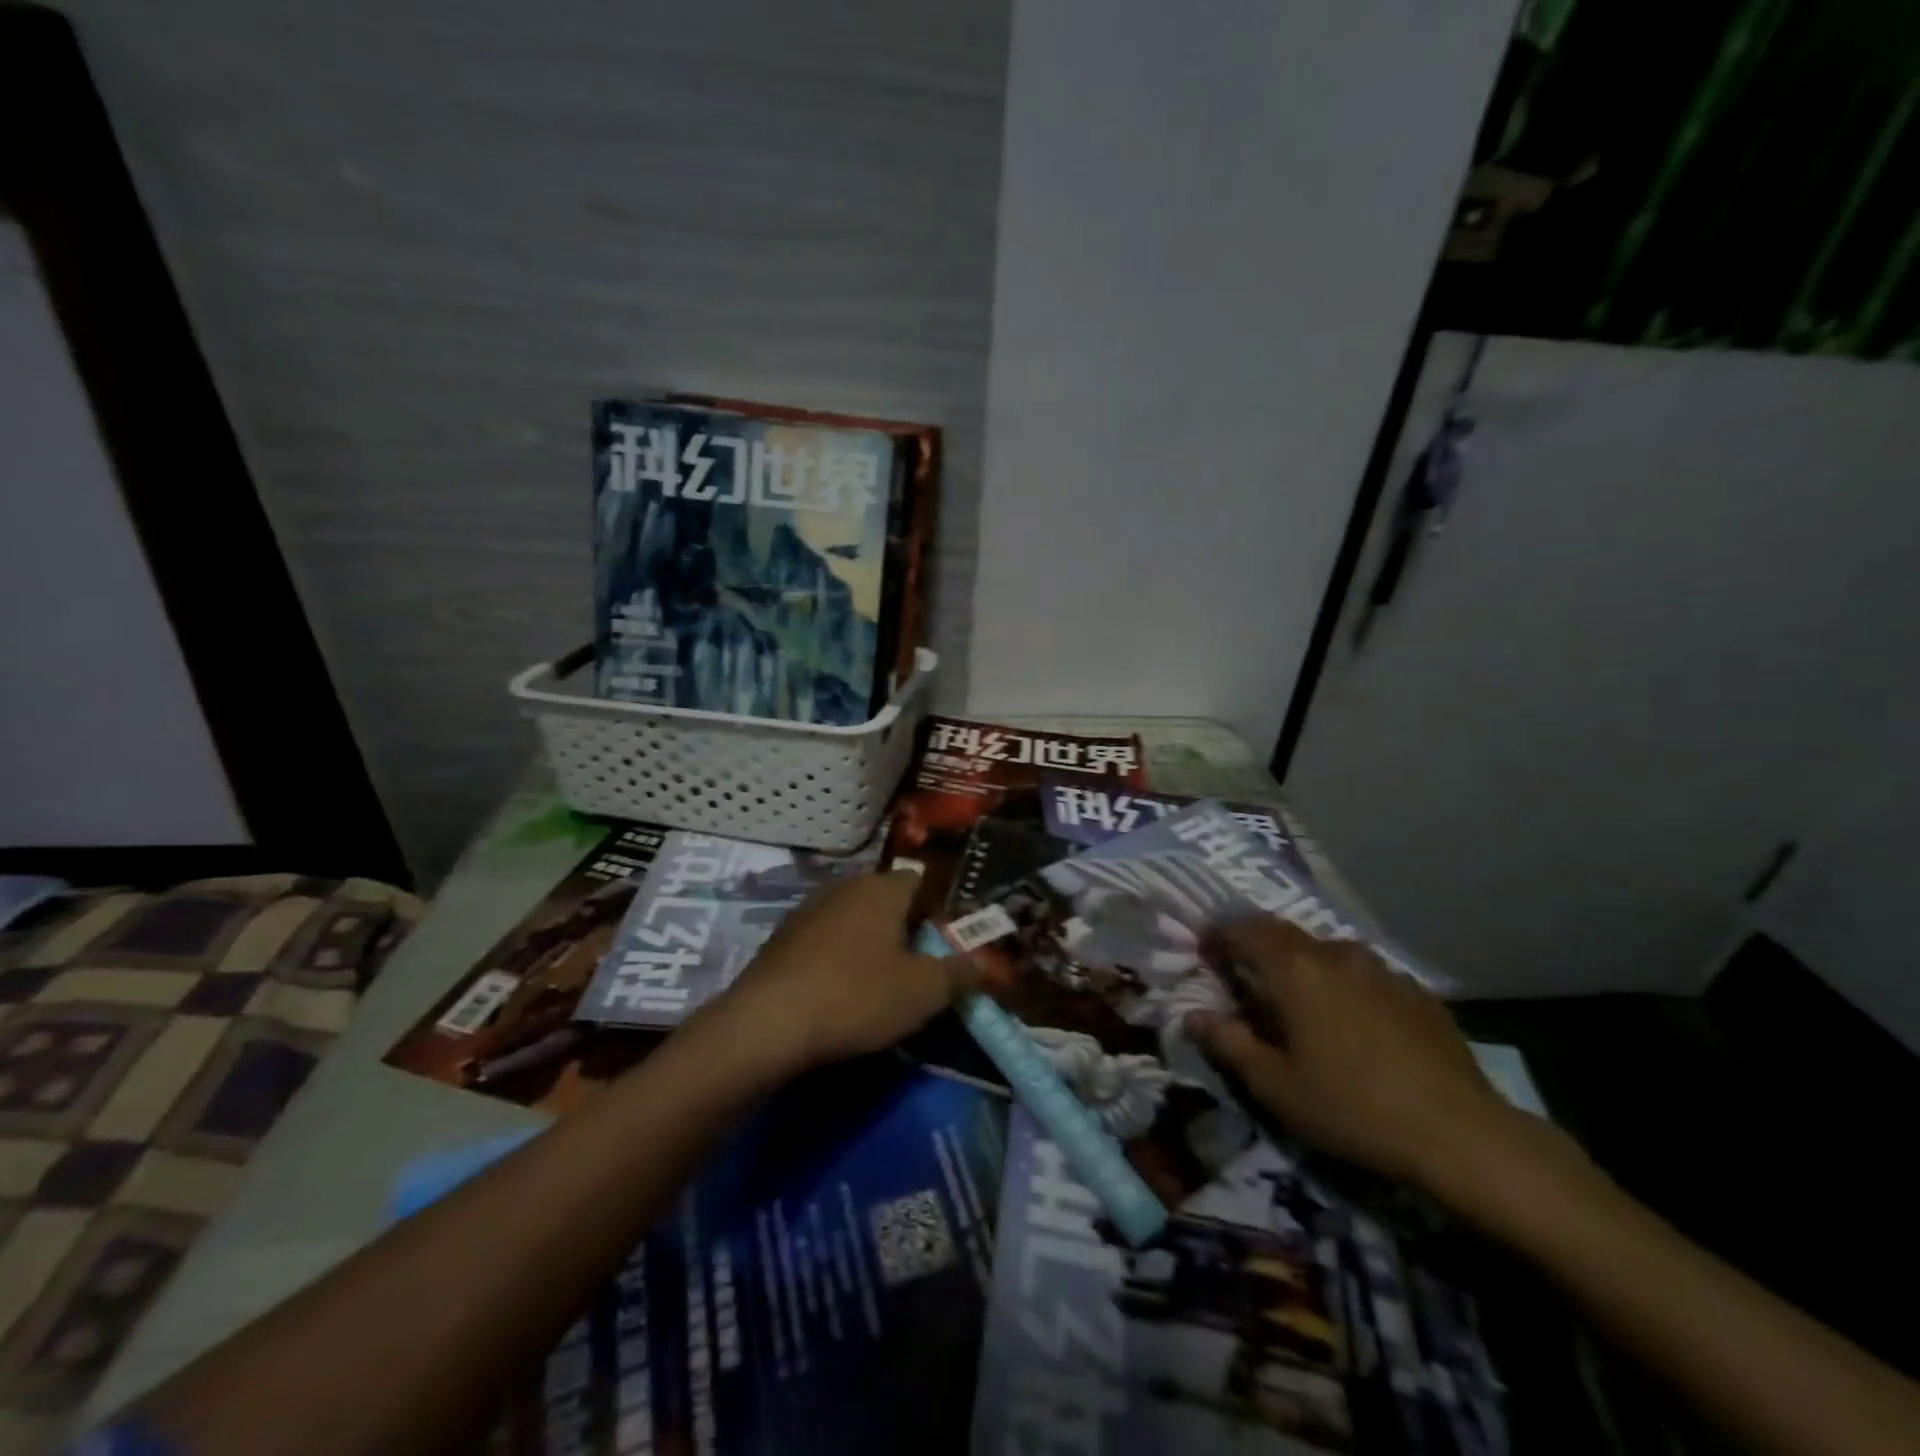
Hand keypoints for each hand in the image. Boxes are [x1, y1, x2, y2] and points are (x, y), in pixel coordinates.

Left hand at [719, 871, 978, 1072]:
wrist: (766, 1024)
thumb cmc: (856, 998)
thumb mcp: (924, 993)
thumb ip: (959, 973)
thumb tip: (983, 962)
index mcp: (882, 888)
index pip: (922, 881)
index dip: (939, 910)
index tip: (946, 944)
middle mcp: (845, 886)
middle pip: (887, 899)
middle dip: (905, 928)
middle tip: (918, 967)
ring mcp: (808, 909)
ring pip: (854, 919)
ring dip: (870, 943)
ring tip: (879, 983)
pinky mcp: (782, 938)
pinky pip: (825, 940)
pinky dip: (838, 958)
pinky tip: (838, 992)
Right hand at [1185, 917, 1519, 1189]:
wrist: (1461, 1135)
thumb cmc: (1352, 1108)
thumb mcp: (1275, 1086)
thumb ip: (1229, 1044)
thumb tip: (1193, 1016)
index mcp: (1294, 969)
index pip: (1242, 930)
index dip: (1217, 936)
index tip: (1204, 953)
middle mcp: (1335, 954)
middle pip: (1283, 933)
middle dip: (1256, 945)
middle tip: (1244, 974)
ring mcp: (1382, 969)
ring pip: (1326, 951)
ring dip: (1302, 964)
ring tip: (1299, 1000)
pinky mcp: (1417, 992)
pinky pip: (1365, 975)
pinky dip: (1344, 985)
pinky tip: (1353, 1023)